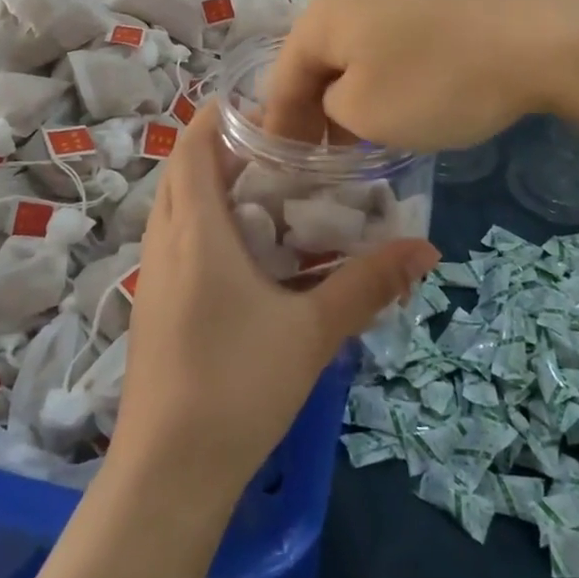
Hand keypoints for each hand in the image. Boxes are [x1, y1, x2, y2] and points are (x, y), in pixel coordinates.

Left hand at [113, 108, 437, 498]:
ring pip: (173, 207)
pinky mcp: (152, 307)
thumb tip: (425, 249)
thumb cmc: (238, 387)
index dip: (218, 116)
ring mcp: (153, 277)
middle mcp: (164, 243)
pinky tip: (242, 252)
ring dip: (208, 186)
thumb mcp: (313, 331)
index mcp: (196, 232)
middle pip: (181, 172)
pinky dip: (200, 223)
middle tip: (276, 147)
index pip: (193, 147)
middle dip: (220, 148)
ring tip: (262, 190)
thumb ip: (367, 284)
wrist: (169, 473)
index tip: (260, 104)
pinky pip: (172, 241)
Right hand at [263, 0, 578, 150]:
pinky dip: (392, 64)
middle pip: (320, 52)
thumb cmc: (439, 79)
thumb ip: (331, 110)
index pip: (284, 75)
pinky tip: (413, 89)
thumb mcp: (366, 114)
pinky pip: (397, 29)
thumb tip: (340, 97)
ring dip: (356, 83)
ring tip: (369, 124)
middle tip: (328, 149)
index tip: (286, 163)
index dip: (281, 123)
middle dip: (318, 102)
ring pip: (360, 39)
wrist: (544, 28)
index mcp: (322, 11)